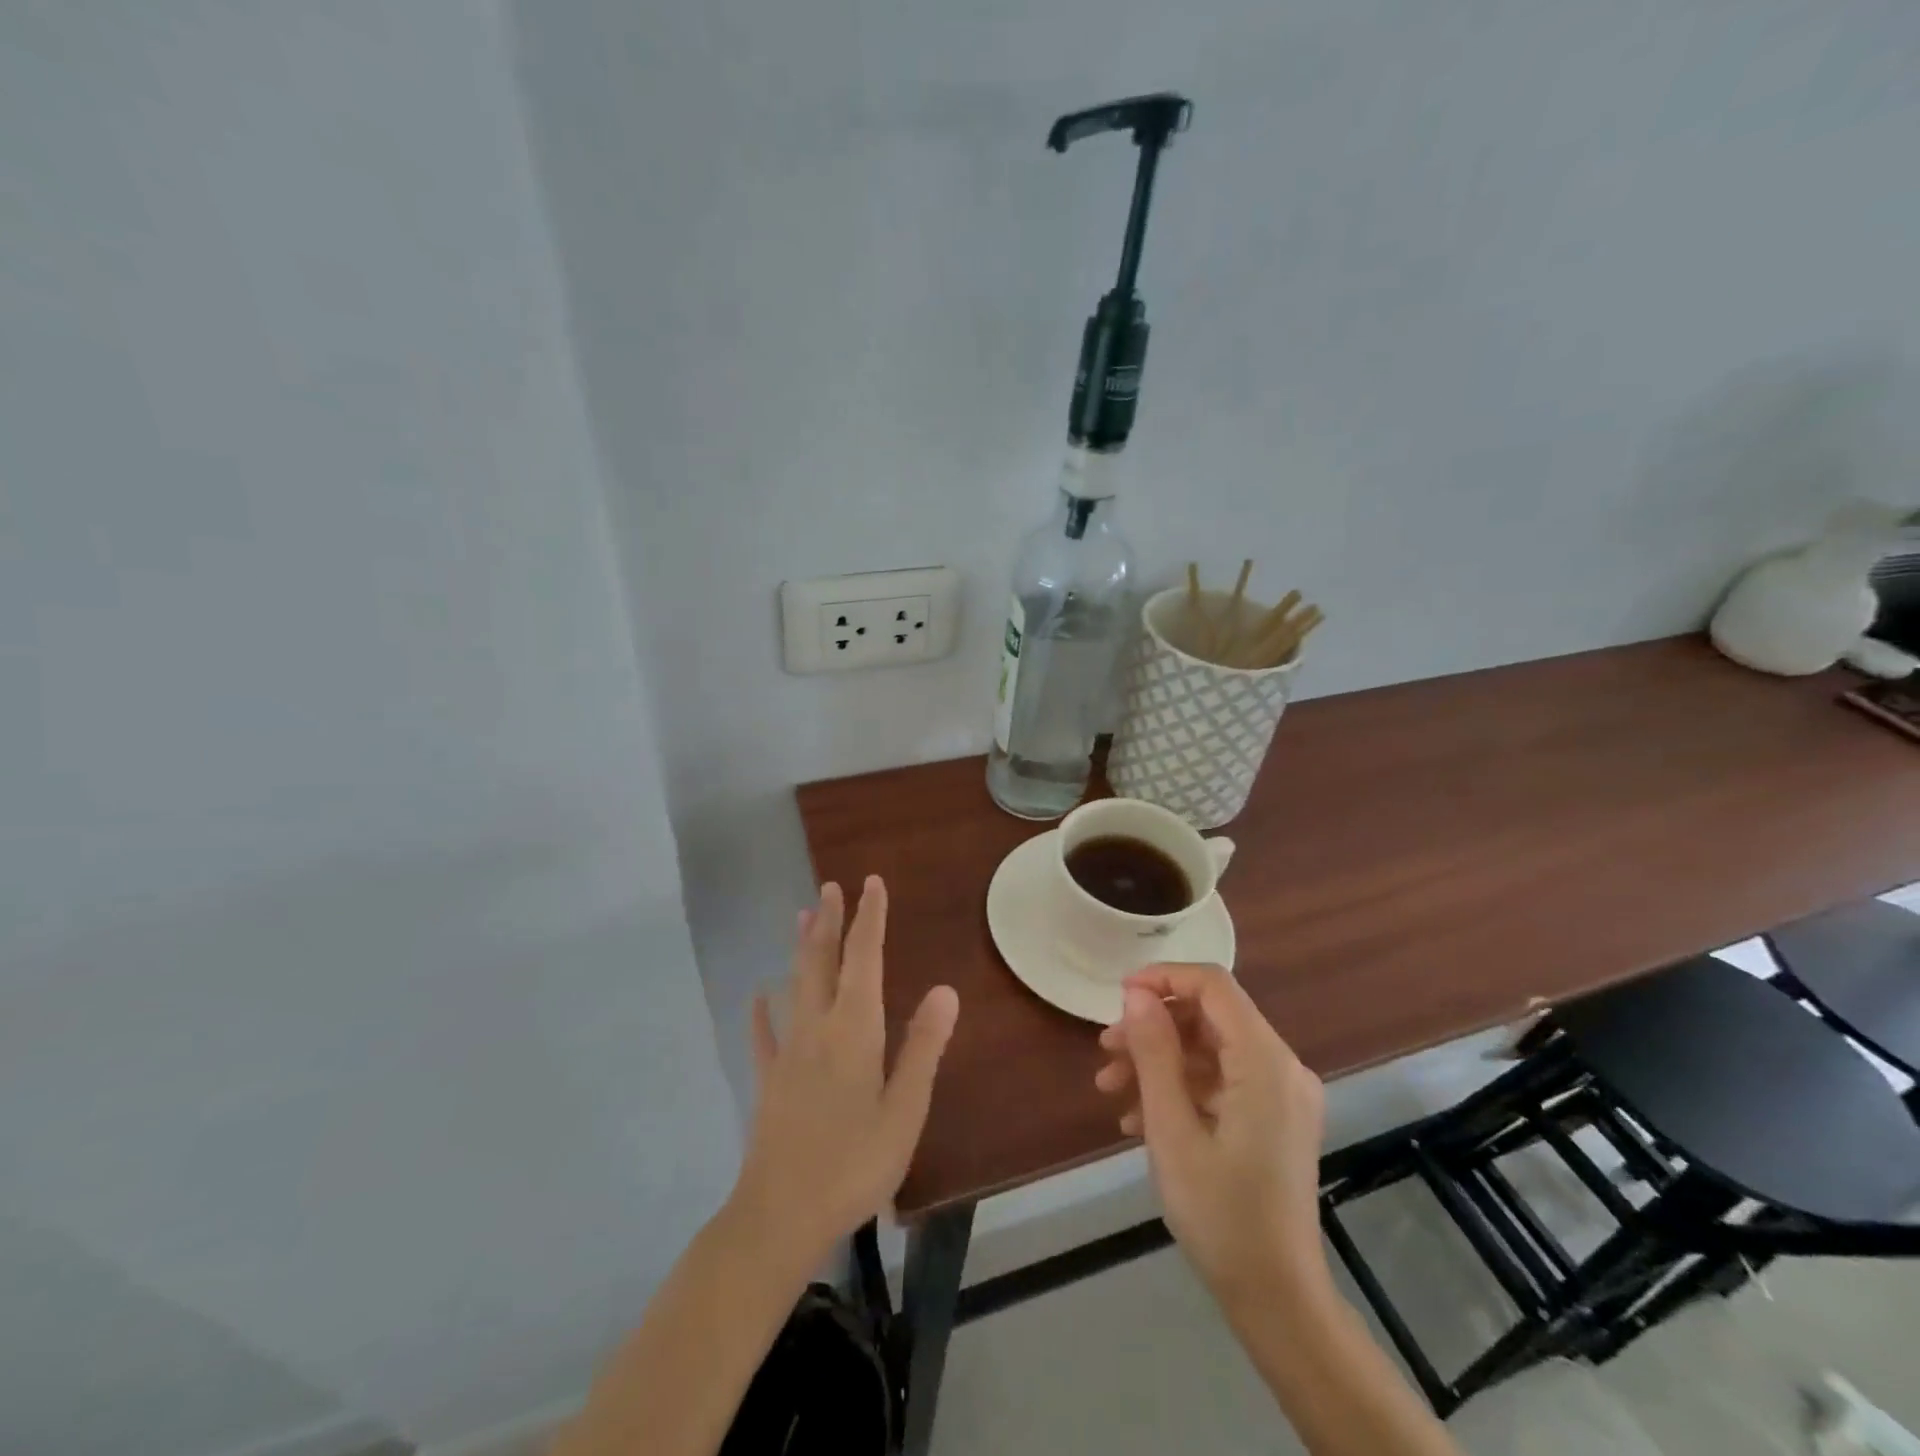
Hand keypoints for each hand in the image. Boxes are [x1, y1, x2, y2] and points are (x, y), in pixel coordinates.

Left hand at [730, 877, 959, 1270]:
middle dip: (829, 922)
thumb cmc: (853, 1163)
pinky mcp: (769, 1081)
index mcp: (854, 1030)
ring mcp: (788, 1053)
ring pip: (795, 986)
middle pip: (823, 962)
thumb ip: (923, 1047)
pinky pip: (763, 1036)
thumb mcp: (904, 1110)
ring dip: (801, 949)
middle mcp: (818, 1028)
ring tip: (801, 917)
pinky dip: (762, 1012)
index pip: (864, 959)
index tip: (871, 883)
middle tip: (830, 886)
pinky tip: (758, 997)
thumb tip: (946, 990)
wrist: (780, 1215)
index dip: (869, 919)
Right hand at [1094, 963, 1327, 1311]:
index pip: (1213, 985)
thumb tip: (1137, 994)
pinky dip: (1181, 1089)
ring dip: (1160, 1062)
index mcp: (1265, 1061)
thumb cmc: (1221, 1214)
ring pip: (1211, 1051)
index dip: (1163, 978)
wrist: (1279, 1301)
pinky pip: (1223, 1082)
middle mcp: (1282, 1066)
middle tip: (1105, 1053)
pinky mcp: (1275, 1119)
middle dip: (1153, 1028)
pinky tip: (1140, 1119)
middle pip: (1209, 1018)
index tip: (1118, 997)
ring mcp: (1282, 1095)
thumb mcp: (1172, 1130)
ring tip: (1111, 1090)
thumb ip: (1155, 1053)